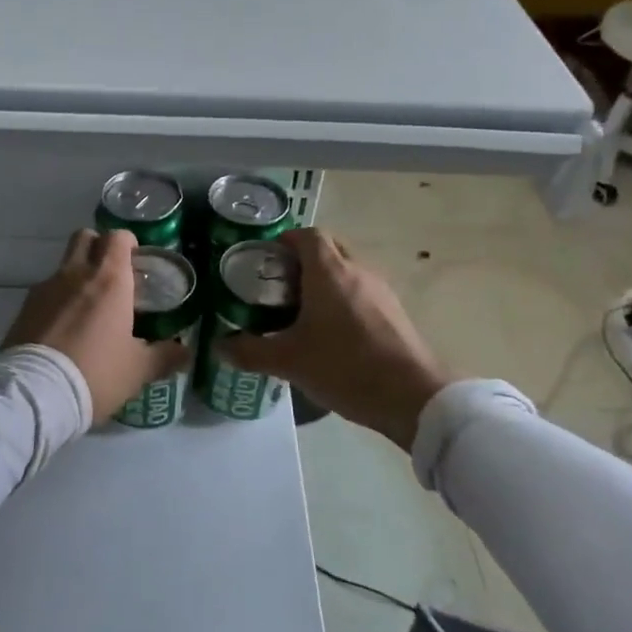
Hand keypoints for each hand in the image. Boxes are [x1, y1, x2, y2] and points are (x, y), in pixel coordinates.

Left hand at [1, 229, 190, 421]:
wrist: (36, 394)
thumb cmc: (96, 373)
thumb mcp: (138, 370)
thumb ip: (164, 356)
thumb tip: (186, 351)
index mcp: (109, 280)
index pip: (118, 237)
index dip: (128, 244)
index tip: (136, 263)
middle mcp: (76, 274)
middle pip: (85, 237)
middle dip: (99, 248)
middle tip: (112, 276)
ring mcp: (45, 288)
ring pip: (64, 265)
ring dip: (77, 276)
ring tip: (88, 310)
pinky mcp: (24, 308)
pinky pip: (45, 292)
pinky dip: (57, 301)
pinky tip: (64, 330)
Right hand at [216, 228, 450, 451]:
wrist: (413, 397)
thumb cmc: (345, 367)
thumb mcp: (289, 361)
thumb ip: (250, 352)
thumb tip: (219, 346)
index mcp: (330, 271)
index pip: (308, 235)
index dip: (285, 241)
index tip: (265, 261)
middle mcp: (358, 271)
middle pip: (328, 250)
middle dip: (302, 262)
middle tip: (277, 288)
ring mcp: (381, 291)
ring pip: (347, 273)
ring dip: (323, 284)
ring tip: (299, 314)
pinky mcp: (395, 313)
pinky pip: (362, 294)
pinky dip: (343, 302)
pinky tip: (331, 335)